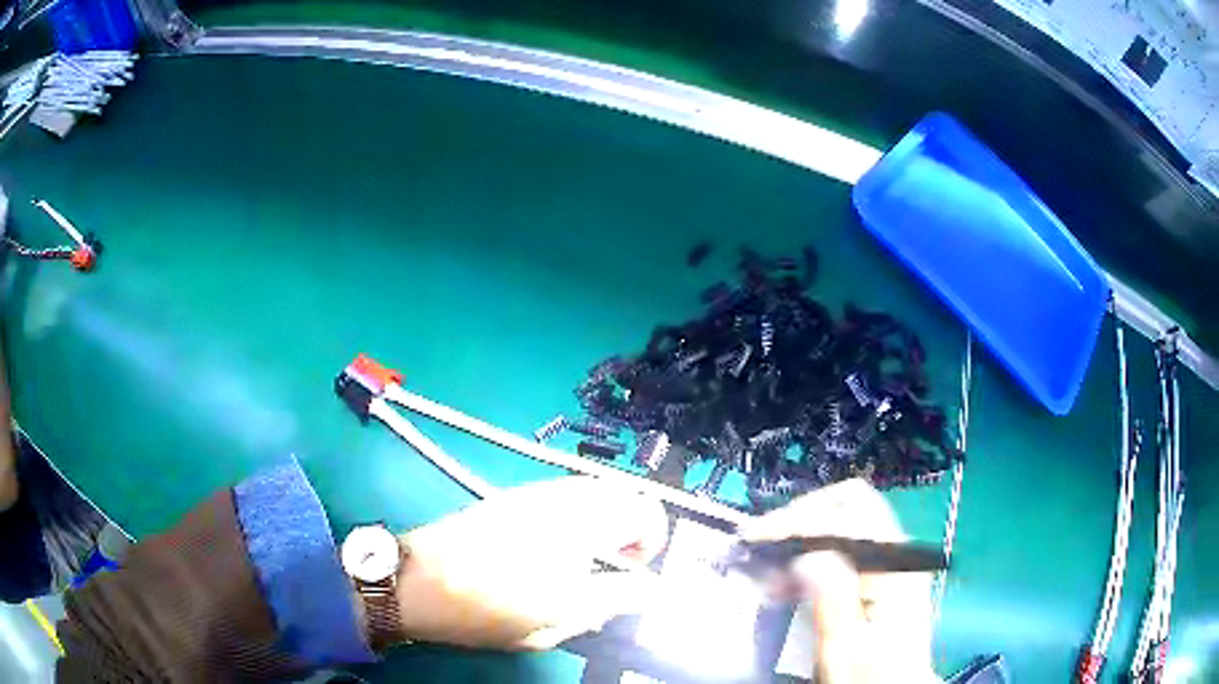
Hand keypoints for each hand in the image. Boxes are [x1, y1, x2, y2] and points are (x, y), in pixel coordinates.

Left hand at [393, 476, 668, 649]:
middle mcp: (565, 499)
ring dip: (608, 518)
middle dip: (634, 526)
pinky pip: (568, 491)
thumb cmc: (488, 609)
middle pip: (626, 491)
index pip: (646, 512)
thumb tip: (650, 591)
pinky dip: (582, 512)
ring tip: (586, 556)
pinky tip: (556, 545)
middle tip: (614, 564)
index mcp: (581, 528)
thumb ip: (614, 601)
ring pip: (598, 487)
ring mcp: (538, 492)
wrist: (420, 581)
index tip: (633, 572)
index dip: (653, 542)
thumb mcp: (557, 621)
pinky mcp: (516, 494)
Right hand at [739, 479, 939, 683]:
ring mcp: (891, 560)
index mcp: (894, 566)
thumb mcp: (845, 648)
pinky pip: (845, 543)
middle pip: (851, 503)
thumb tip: (806, 555)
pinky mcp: (880, 574)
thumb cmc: (868, 675)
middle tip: (764, 544)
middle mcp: (897, 553)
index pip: (846, 515)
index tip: (755, 538)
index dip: (797, 520)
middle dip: (802, 516)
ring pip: (846, 520)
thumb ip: (832, 600)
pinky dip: (813, 551)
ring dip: (804, 534)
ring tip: (769, 568)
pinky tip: (790, 579)